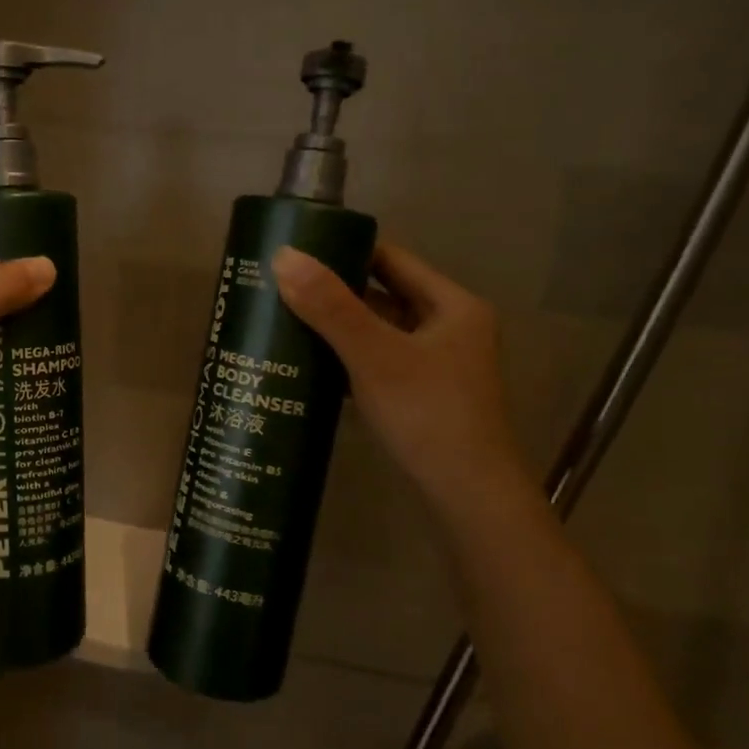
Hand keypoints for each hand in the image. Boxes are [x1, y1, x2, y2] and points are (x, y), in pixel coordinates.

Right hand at [273, 241, 528, 517]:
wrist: (468, 497)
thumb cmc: (428, 415)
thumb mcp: (375, 356)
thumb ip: (330, 307)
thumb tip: (282, 256)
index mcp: (452, 306)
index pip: (391, 259)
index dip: (345, 251)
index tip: (297, 253)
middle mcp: (449, 328)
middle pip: (383, 296)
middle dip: (334, 293)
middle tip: (280, 288)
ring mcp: (437, 365)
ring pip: (378, 333)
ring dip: (337, 328)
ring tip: (285, 322)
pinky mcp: (422, 396)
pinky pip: (377, 363)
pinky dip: (347, 360)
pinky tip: (309, 365)